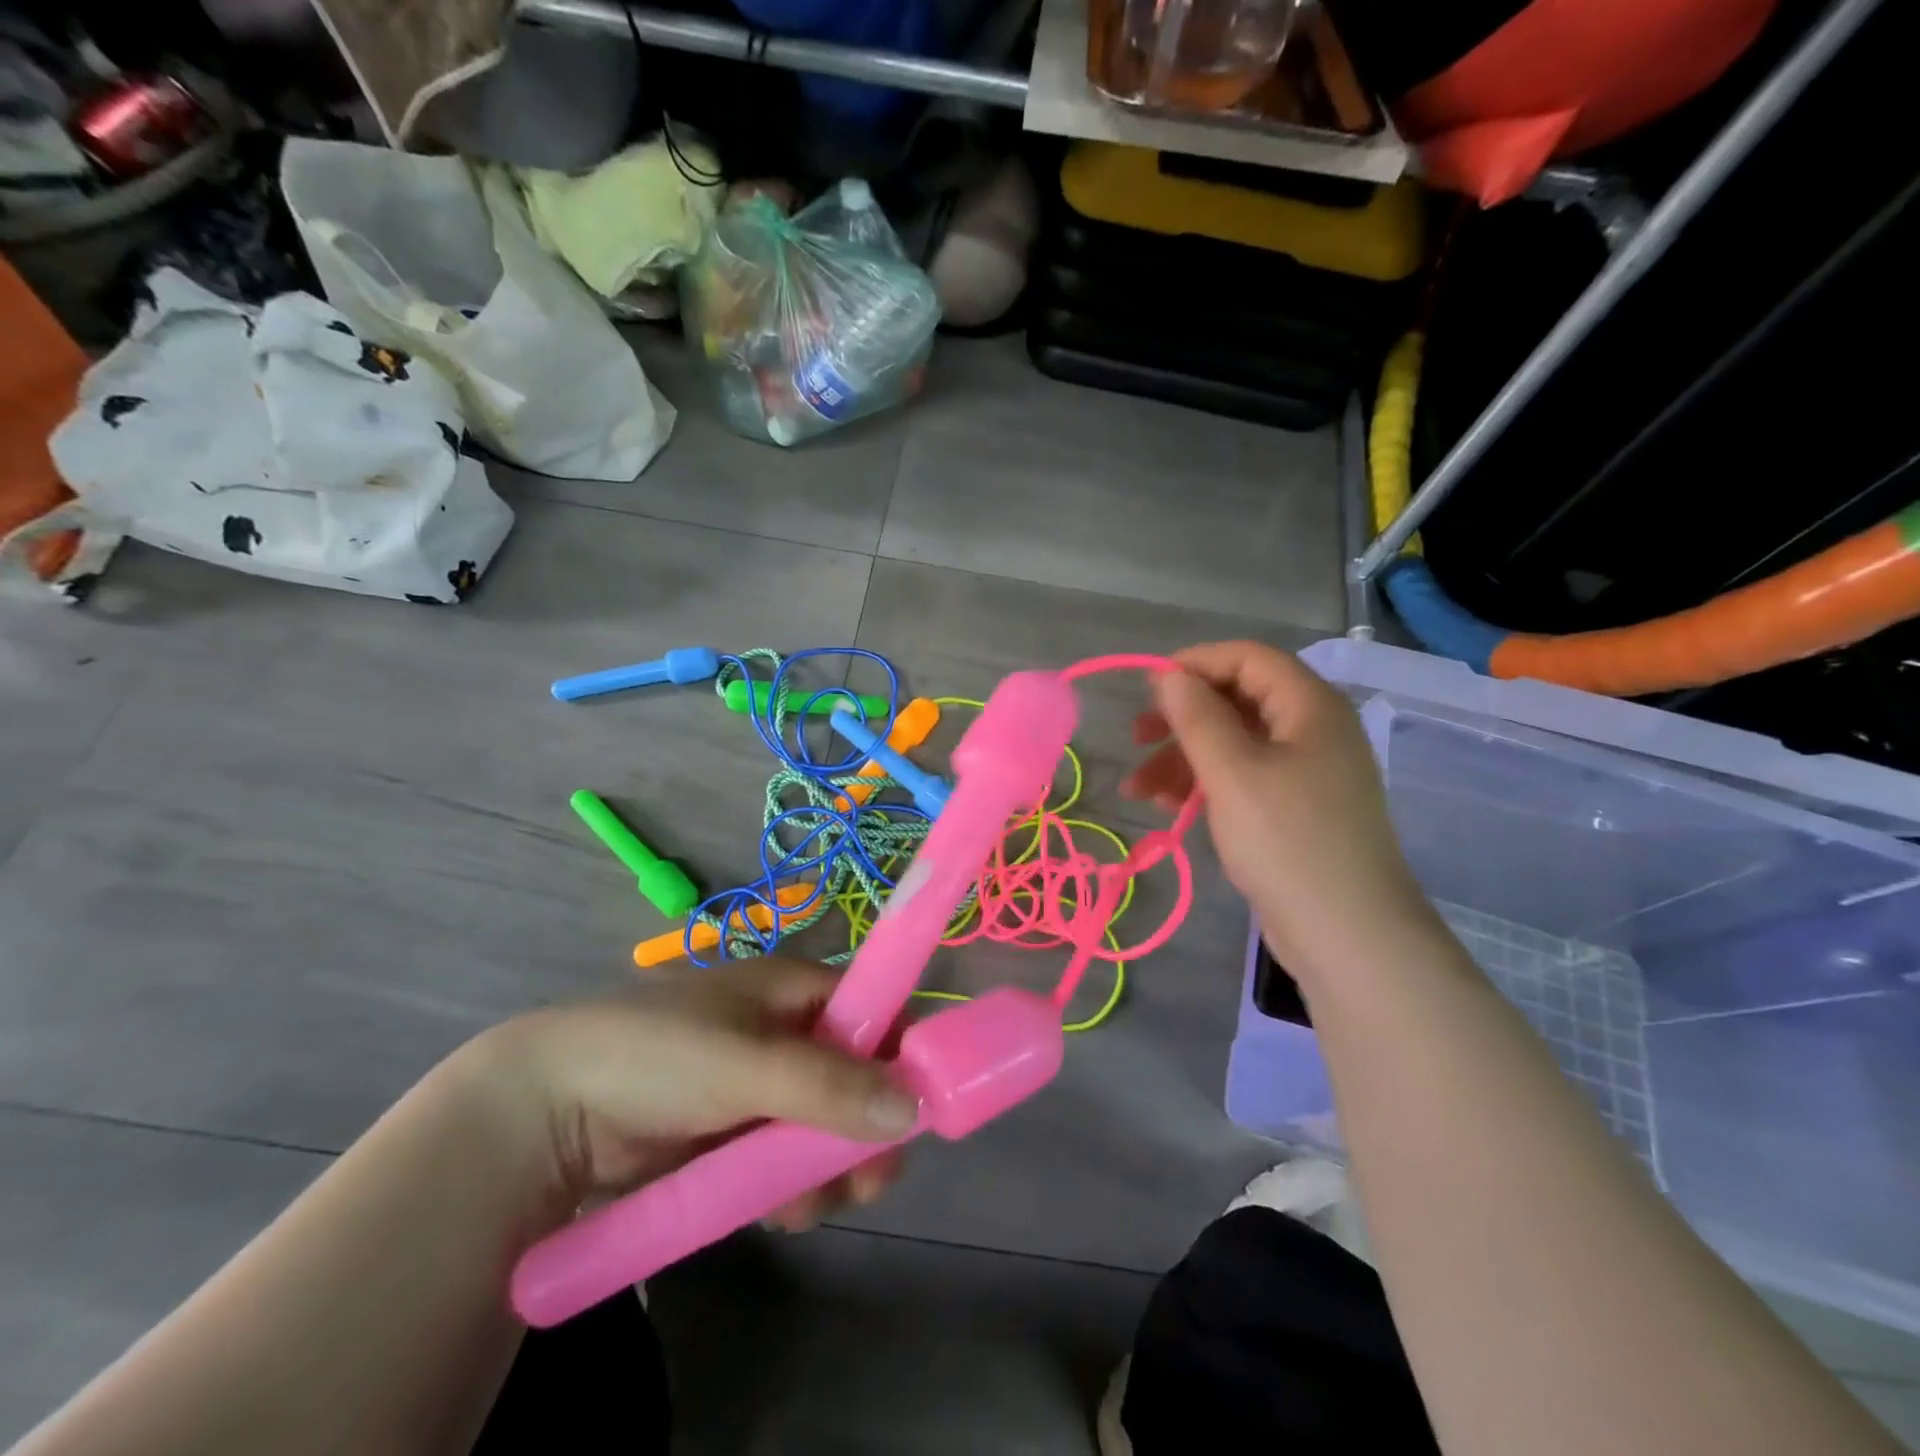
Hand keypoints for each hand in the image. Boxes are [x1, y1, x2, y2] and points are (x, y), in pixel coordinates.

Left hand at [468, 959, 914, 1235]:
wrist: (545, 1109)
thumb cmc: (656, 1056)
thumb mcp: (747, 1064)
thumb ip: (829, 1085)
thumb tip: (915, 1107)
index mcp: (794, 990)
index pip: (874, 1011)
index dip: (900, 1054)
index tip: (912, 1112)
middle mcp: (786, 1031)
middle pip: (856, 1076)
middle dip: (864, 1130)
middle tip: (865, 1183)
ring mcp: (759, 1085)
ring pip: (824, 1125)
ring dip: (828, 1167)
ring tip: (808, 1206)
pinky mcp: (733, 1132)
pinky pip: (786, 1156)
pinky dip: (792, 1184)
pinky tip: (781, 1212)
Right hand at [1123, 641, 1435, 977]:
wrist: (1348, 935)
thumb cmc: (1288, 841)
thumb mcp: (1232, 773)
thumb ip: (1197, 717)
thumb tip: (1168, 675)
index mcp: (1310, 707)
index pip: (1249, 658)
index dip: (1196, 663)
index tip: (1148, 687)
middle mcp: (1312, 731)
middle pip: (1237, 701)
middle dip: (1182, 717)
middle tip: (1137, 737)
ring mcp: (1305, 773)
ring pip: (1234, 745)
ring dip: (1183, 759)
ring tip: (1137, 790)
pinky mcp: (1294, 810)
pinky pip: (1243, 779)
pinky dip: (1204, 785)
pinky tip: (1167, 807)